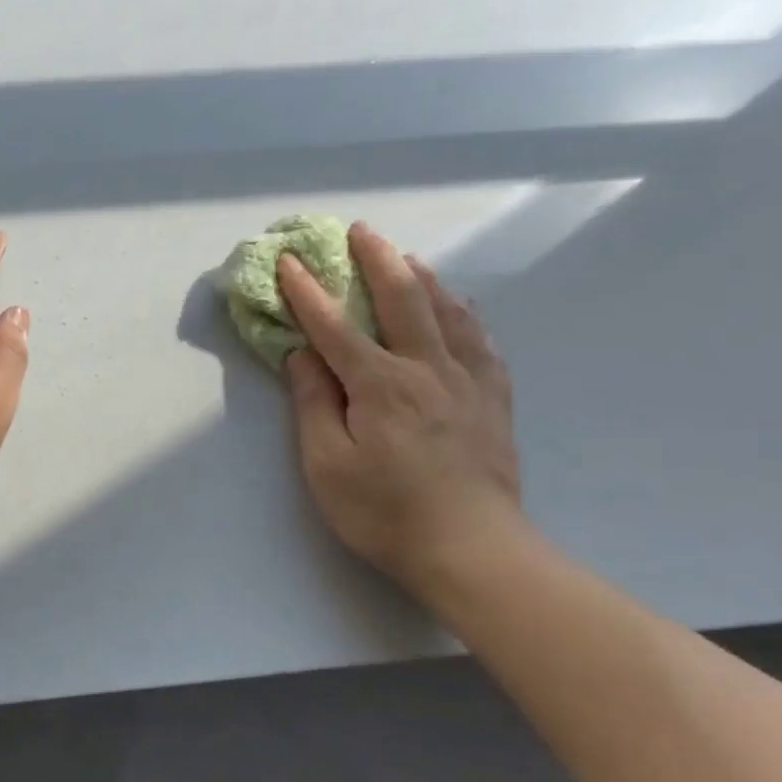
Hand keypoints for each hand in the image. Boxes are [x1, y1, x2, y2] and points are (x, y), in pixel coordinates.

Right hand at [277, 222, 523, 594]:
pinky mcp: (494, 400)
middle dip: (376, 260)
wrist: (472, 550)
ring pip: (448, 311)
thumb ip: (314, 404)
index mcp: (381, 385)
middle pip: (403, 299)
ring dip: (423, 277)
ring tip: (406, 257)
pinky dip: (465, 314)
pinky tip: (460, 308)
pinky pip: (482, 341)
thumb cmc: (385, 512)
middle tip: (360, 231)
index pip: (335, 327)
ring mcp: (469, 381)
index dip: (307, 292)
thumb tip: (302, 355)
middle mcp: (428, 369)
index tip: (288, 261)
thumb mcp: (327, 465)